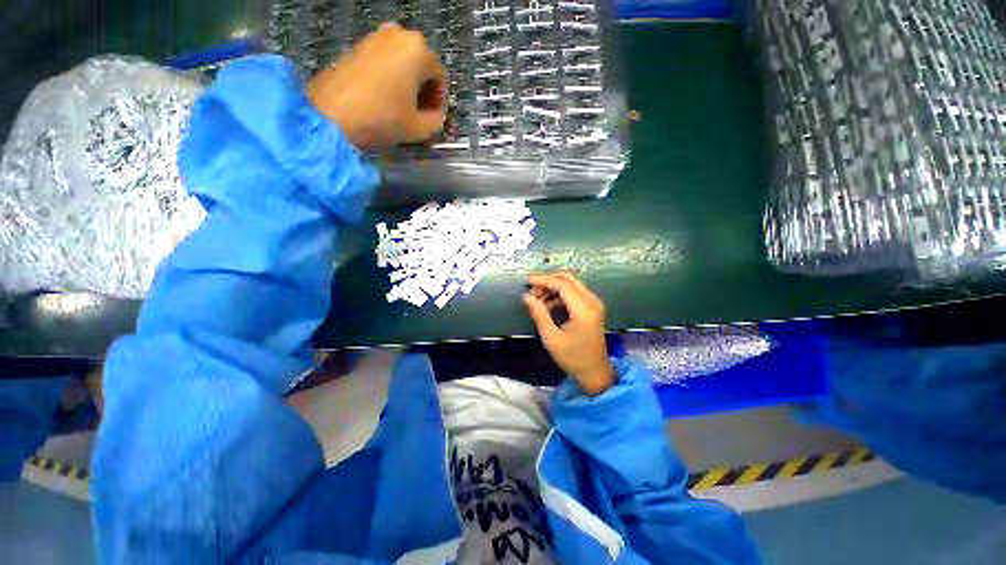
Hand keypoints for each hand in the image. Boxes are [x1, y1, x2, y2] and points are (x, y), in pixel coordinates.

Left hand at [307, 23, 447, 150]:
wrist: (331, 114)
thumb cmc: (382, 118)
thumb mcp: (419, 128)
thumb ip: (437, 121)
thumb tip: (436, 115)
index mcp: (419, 50)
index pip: (440, 77)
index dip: (439, 101)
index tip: (433, 119)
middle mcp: (399, 34)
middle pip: (422, 66)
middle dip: (424, 90)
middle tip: (419, 113)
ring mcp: (376, 36)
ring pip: (403, 62)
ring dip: (408, 84)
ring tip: (402, 107)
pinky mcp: (358, 44)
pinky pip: (385, 60)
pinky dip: (391, 77)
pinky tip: (385, 98)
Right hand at [523, 272, 614, 395]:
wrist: (595, 372)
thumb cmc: (572, 358)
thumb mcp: (551, 338)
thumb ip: (539, 314)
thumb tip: (527, 296)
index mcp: (584, 310)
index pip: (563, 284)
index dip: (543, 280)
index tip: (527, 281)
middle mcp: (592, 301)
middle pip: (569, 278)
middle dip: (548, 280)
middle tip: (532, 290)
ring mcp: (594, 303)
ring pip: (572, 283)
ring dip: (553, 286)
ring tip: (537, 298)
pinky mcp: (592, 306)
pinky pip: (575, 292)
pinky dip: (560, 294)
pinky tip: (547, 304)